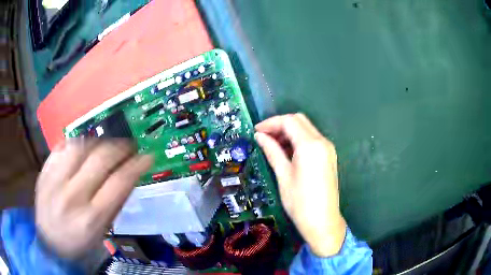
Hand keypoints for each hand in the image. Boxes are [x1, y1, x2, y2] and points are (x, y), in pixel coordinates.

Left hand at [35, 139, 152, 258]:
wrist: (50, 243)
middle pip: (100, 158)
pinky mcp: (44, 171)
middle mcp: (72, 196)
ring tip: (106, 143)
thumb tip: (130, 176)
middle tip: (129, 145)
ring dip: (98, 141)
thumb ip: (115, 203)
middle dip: (120, 147)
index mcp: (92, 217)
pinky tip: (84, 145)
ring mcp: (55, 180)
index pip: (119, 181)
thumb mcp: (103, 231)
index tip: (146, 156)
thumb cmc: (80, 243)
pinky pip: (62, 146)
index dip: (137, 165)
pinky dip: (76, 142)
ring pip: (80, 145)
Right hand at [255, 113, 345, 256]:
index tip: (256, 131)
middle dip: (280, 125)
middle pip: (299, 121)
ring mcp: (328, 148)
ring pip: (306, 129)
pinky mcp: (329, 156)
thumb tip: (259, 136)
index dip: (270, 123)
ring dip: (289, 132)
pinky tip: (287, 152)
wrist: (322, 222)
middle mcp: (322, 141)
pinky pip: (312, 140)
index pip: (289, 121)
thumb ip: (272, 151)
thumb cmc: (300, 202)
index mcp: (310, 145)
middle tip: (264, 137)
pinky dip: (298, 140)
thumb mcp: (283, 175)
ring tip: (273, 145)